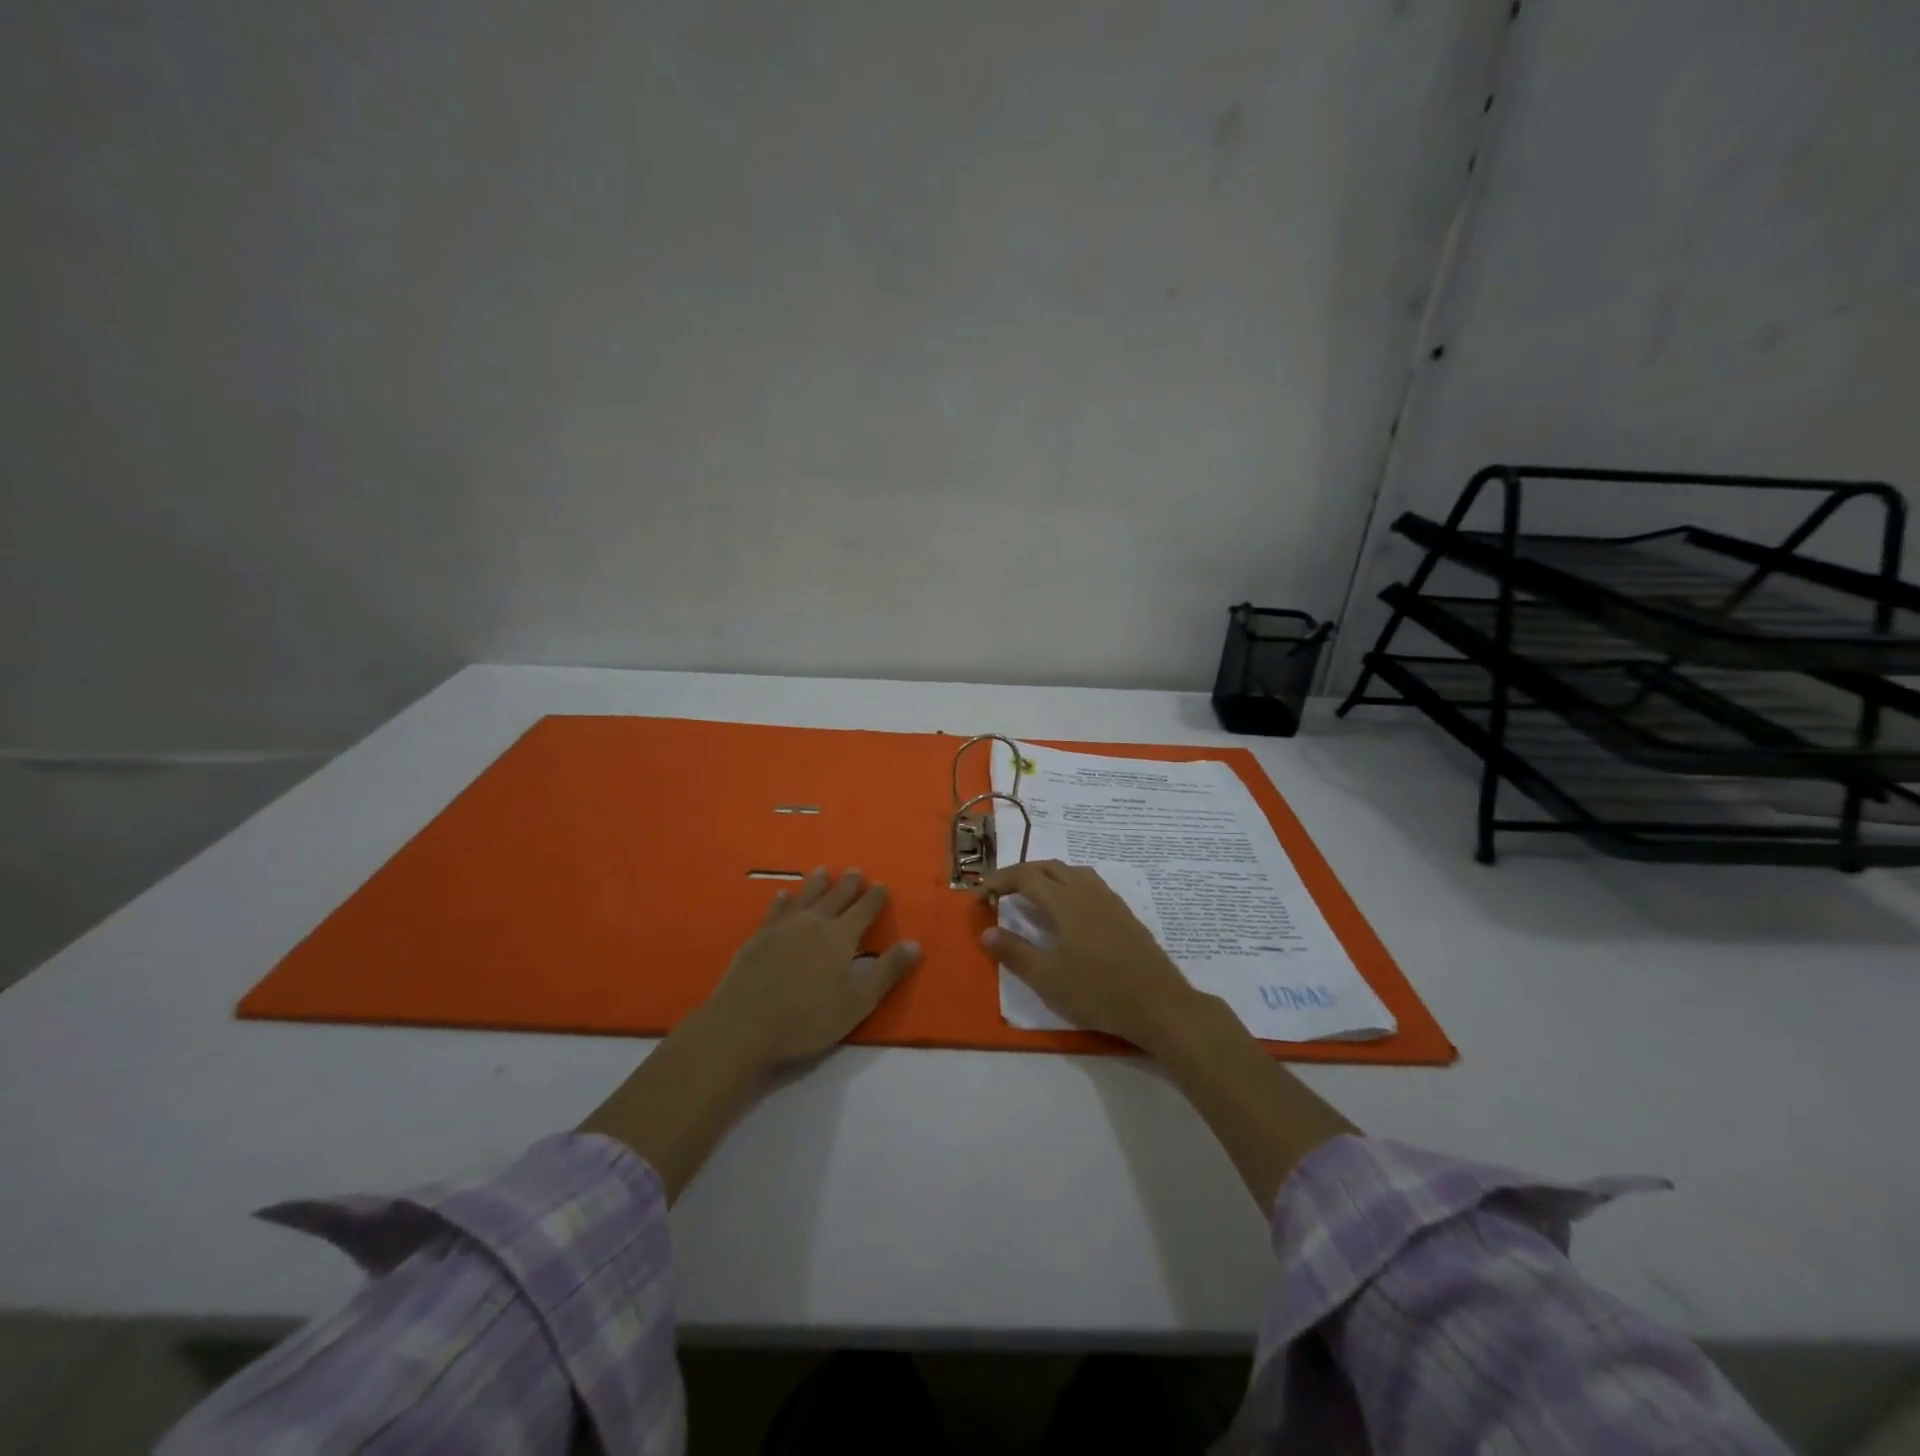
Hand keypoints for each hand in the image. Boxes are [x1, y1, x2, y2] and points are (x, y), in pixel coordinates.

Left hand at [698, 867, 922, 1073]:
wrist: (745, 1025)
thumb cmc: (808, 1018)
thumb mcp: (858, 1002)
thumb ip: (887, 971)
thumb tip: (915, 943)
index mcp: (841, 937)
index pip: (864, 909)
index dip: (874, 897)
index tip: (881, 885)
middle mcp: (814, 923)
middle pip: (835, 897)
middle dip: (848, 884)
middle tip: (855, 870)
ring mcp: (783, 927)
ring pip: (805, 897)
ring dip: (816, 884)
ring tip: (823, 871)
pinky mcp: (759, 937)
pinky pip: (775, 910)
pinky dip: (783, 900)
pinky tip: (782, 895)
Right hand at [980, 860, 1200, 1050]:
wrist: (1158, 1004)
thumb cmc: (1097, 991)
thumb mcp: (1047, 978)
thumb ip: (1015, 952)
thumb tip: (986, 932)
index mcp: (1065, 901)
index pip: (1025, 876)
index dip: (999, 880)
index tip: (979, 896)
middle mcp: (1087, 891)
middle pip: (1049, 867)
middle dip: (1020, 874)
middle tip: (1000, 892)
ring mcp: (1109, 900)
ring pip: (1072, 872)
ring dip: (1047, 876)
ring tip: (1032, 896)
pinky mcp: (1124, 914)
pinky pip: (1089, 885)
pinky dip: (1068, 886)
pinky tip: (1069, 912)